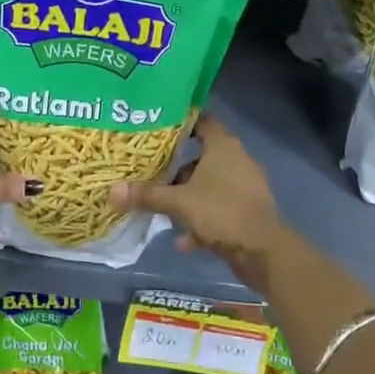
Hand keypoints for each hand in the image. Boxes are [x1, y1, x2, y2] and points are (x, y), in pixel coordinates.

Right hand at [109, 116, 303, 294]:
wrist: (263, 252)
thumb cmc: (222, 212)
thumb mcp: (179, 203)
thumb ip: (147, 195)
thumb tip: (111, 190)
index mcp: (223, 146)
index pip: (201, 121)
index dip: (180, 122)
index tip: (156, 128)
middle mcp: (236, 160)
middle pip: (200, 156)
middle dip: (175, 167)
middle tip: (149, 171)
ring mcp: (243, 186)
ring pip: (208, 185)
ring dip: (186, 197)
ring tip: (162, 209)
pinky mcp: (246, 211)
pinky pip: (217, 208)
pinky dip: (201, 220)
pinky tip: (184, 240)